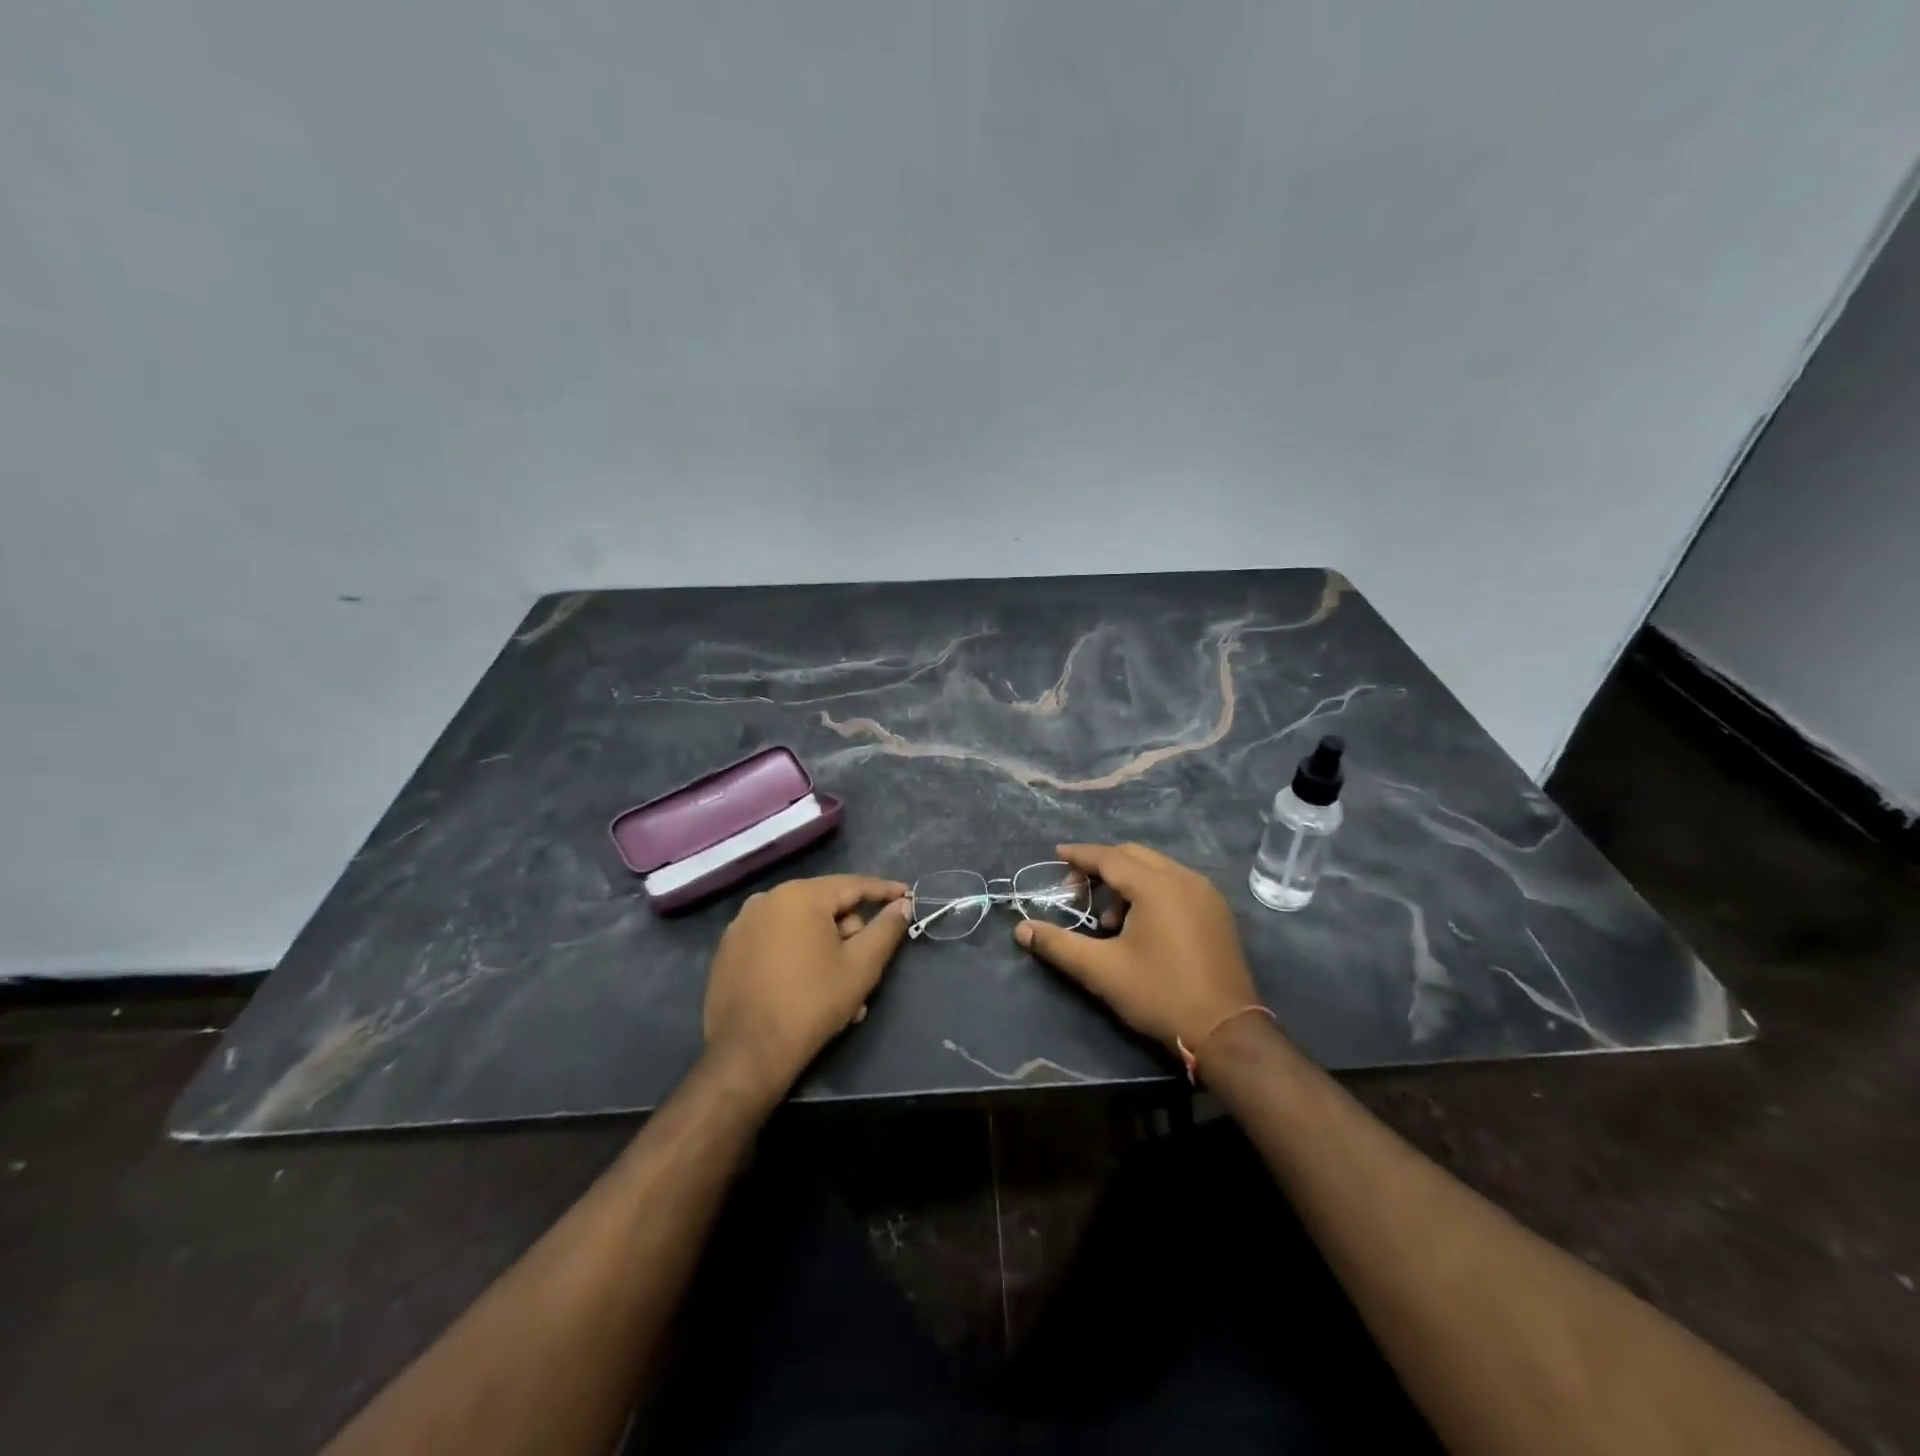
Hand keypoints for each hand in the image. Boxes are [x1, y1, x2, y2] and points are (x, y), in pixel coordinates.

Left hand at [703, 875, 910, 1098]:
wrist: (748, 1054)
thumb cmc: (812, 1003)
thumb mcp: (862, 966)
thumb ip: (886, 928)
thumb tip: (902, 904)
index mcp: (799, 895)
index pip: (852, 885)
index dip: (884, 891)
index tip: (907, 895)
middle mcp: (766, 900)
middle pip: (824, 907)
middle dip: (849, 934)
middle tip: (864, 968)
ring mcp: (742, 925)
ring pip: (800, 927)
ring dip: (825, 950)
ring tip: (839, 990)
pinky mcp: (728, 952)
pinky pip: (774, 942)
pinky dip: (796, 957)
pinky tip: (806, 989)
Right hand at [1014, 843, 1258, 1054]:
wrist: (1227, 1032)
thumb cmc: (1160, 995)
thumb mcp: (1101, 971)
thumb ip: (1058, 945)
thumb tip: (1022, 929)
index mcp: (1157, 886)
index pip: (1109, 857)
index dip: (1079, 855)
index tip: (1056, 854)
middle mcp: (1184, 879)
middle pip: (1134, 856)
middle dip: (1101, 867)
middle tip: (1076, 893)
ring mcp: (1206, 895)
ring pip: (1156, 869)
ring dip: (1126, 882)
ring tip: (1107, 920)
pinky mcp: (1217, 913)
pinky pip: (1175, 885)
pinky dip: (1150, 892)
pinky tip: (1139, 926)